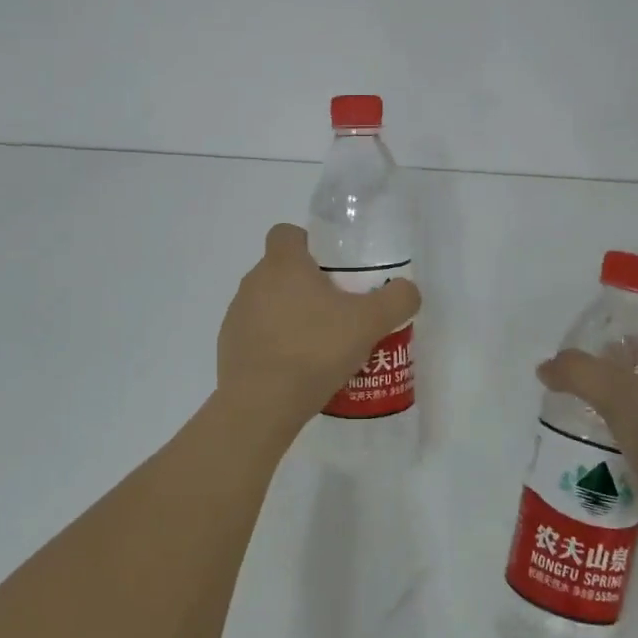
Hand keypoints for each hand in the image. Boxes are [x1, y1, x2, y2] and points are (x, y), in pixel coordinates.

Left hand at [218, 224, 421, 430]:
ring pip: (269, 303)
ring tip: (321, 345)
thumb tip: (407, 290)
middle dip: (308, 285)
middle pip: (281, 270)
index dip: (309, 243)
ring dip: (291, 315)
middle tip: (339, 310)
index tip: (333, 268)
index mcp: (282, 264)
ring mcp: (237, 315)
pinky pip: (257, 334)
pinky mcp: (229, 347)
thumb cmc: (314, 350)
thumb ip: (396, 299)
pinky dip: (275, 344)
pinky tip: (298, 370)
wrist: (261, 405)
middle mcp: (253, 282)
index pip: (286, 232)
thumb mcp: (369, 323)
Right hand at [537, 335, 637, 562]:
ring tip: (574, 431)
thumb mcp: (616, 391)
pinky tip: (592, 467)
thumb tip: (545, 368)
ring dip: (612, 428)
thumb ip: (577, 373)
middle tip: (571, 396)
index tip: (589, 357)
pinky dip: (619, 464)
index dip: (621, 344)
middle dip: (608, 389)